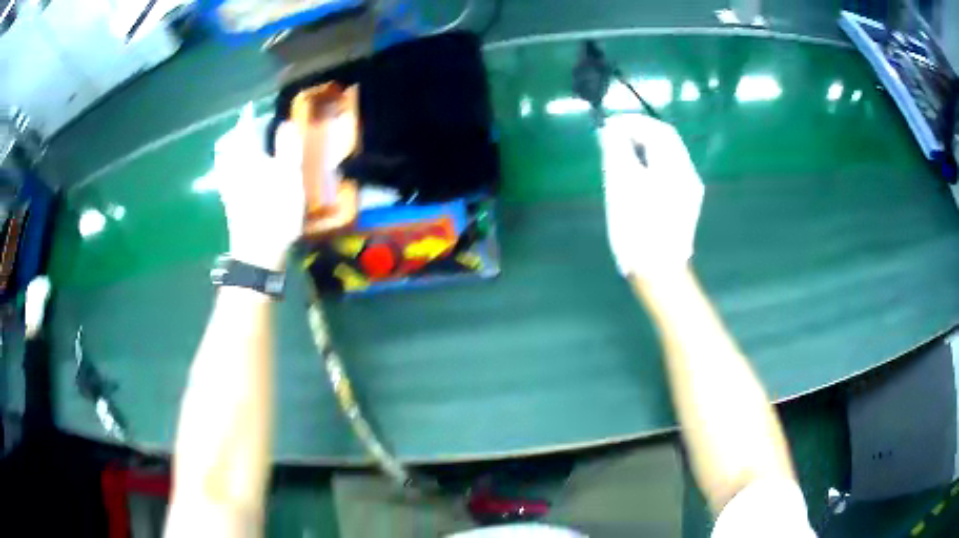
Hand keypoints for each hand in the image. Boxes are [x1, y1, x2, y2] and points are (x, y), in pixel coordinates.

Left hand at [214, 106, 304, 270]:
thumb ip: (287, 147)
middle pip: (227, 146)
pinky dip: (229, 167)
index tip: (250, 109)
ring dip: (230, 150)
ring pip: (223, 162)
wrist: (257, 251)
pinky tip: (238, 172)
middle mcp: (232, 169)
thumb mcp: (289, 176)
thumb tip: (285, 123)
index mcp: (246, 158)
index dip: (247, 118)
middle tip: (245, 128)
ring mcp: (228, 187)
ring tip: (241, 147)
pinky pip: (224, 176)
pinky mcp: (229, 203)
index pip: (243, 130)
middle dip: (235, 134)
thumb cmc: (275, 211)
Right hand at [599, 113, 704, 277]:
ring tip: (619, 152)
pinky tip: (635, 172)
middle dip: (639, 133)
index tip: (609, 125)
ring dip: (644, 147)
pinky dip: (650, 162)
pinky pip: (668, 171)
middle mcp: (688, 174)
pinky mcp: (685, 202)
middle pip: (666, 141)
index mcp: (675, 167)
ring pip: (667, 156)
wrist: (658, 271)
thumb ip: (616, 150)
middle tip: (613, 136)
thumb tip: (612, 129)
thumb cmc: (637, 228)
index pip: (658, 129)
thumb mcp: (621, 184)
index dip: (633, 121)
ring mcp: (690, 189)